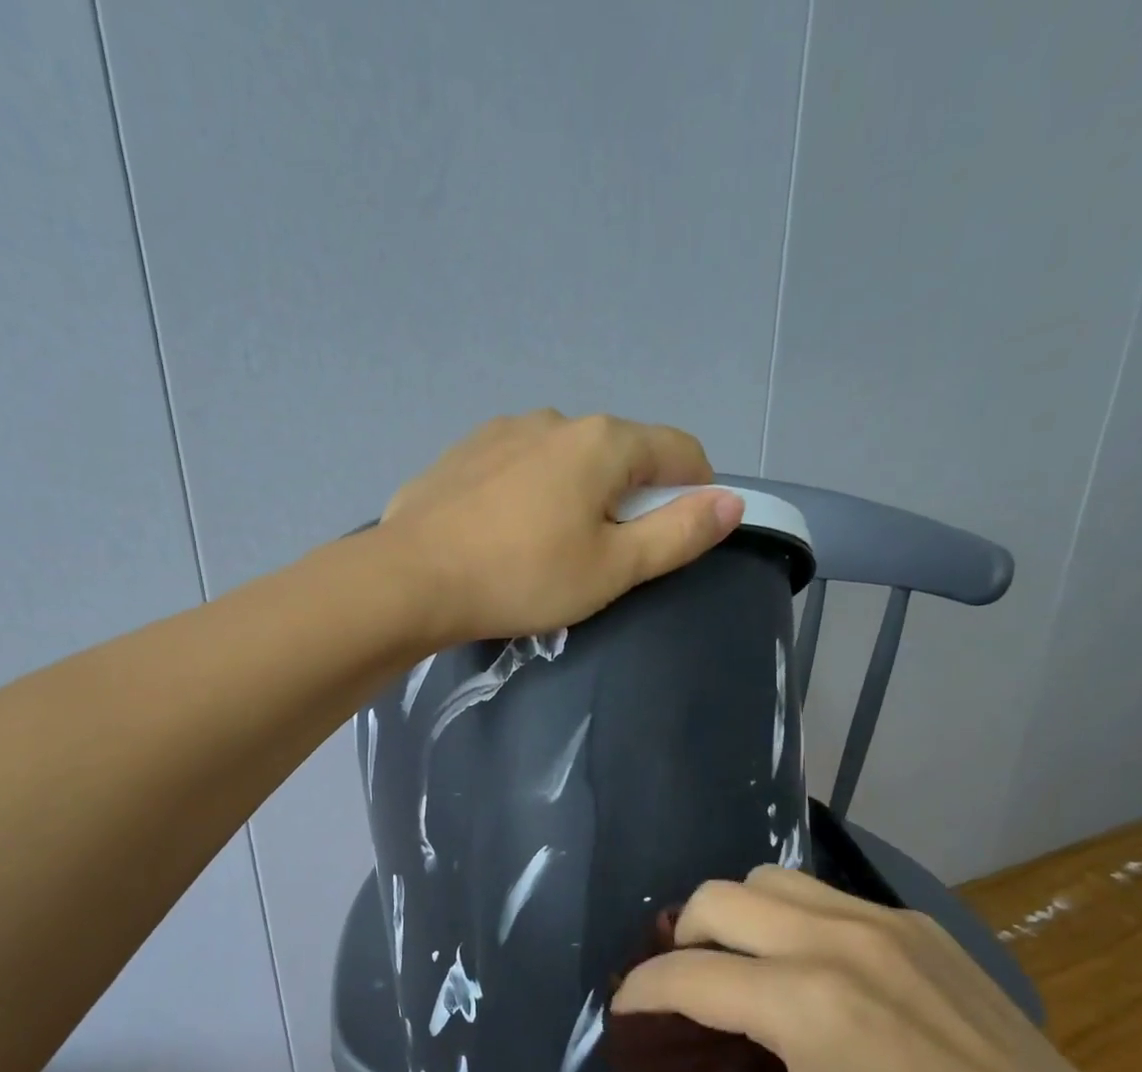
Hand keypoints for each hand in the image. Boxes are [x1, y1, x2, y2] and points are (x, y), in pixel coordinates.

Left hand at [378, 409, 742, 643]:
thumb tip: (732, 503)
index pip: (679, 450)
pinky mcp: (461, 455)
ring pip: (564, 460)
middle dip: (630, 498)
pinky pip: (516, 469)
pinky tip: (504, 536)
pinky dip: (529, 495)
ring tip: (549, 550)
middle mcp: (554, 420)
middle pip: (619, 453)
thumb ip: (678, 534)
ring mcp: (500, 432)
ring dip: (576, 495)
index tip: (682, 534)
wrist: (409, 580)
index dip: (696, 490)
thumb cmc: (522, 578)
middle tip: (608, 557)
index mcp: (602, 442)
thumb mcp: (612, 568)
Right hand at [610, 866, 1141, 1071]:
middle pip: (714, 899)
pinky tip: (806, 970)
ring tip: (740, 968)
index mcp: (804, 1008)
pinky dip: (786, 919)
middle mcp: (835, 942)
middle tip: (684, 991)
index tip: (625, 1014)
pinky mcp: (913, 921)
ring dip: (732, 918)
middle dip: (678, 941)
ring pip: (765, 880)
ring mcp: (880, 922)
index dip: (638, 993)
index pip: (684, 976)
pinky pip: (820, 895)